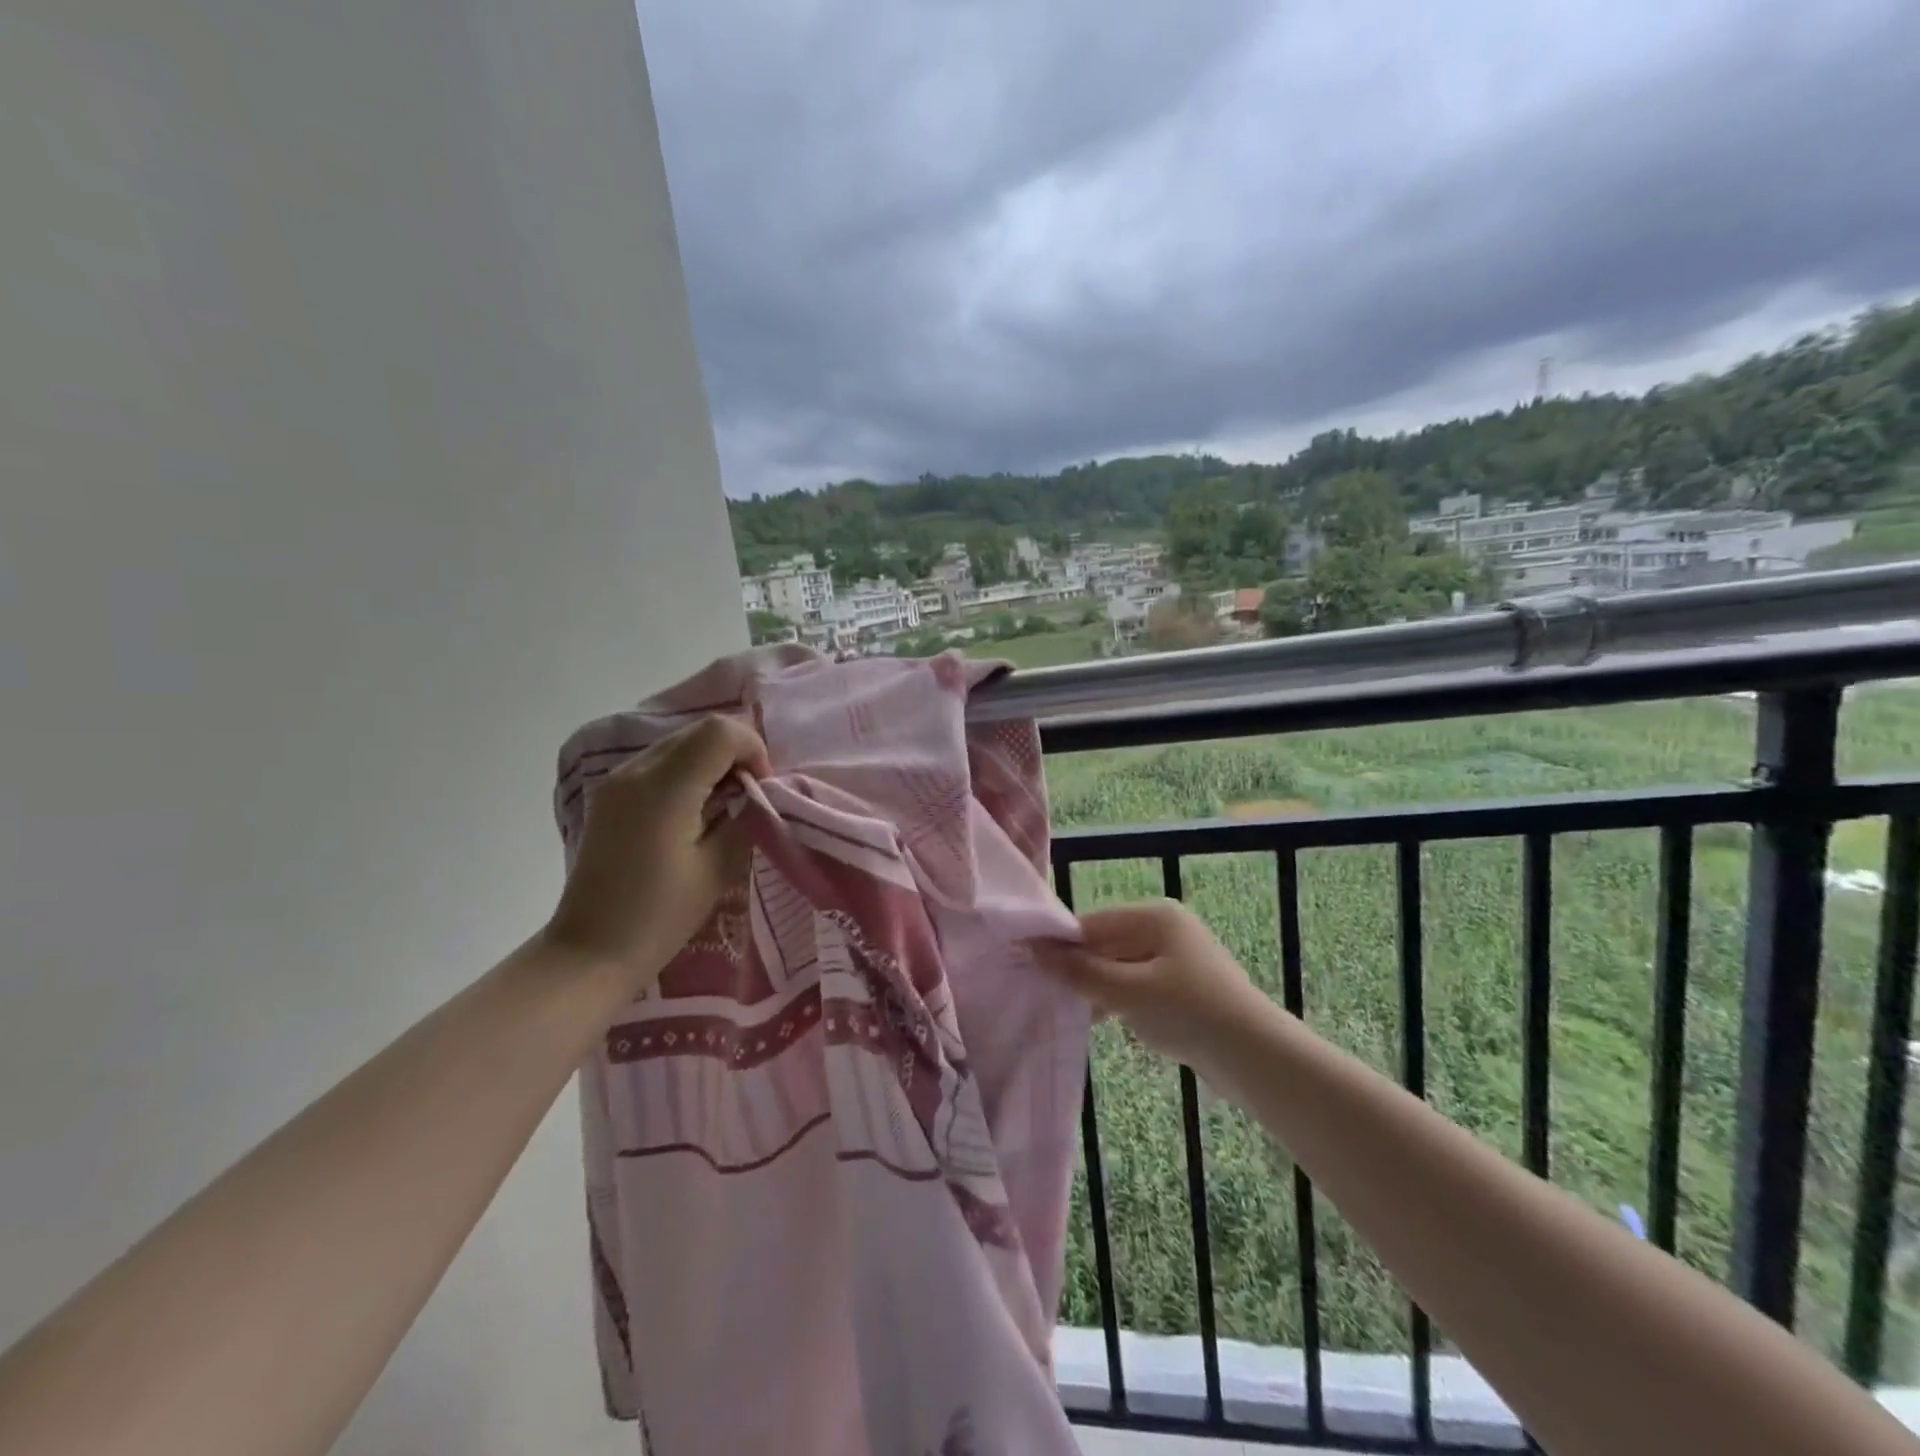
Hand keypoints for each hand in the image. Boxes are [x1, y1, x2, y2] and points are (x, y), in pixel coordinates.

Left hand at [545, 715, 769, 992]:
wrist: (590, 952)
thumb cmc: (660, 917)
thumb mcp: (717, 868)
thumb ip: (743, 818)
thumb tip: (754, 795)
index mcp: (664, 788)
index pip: (719, 732)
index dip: (752, 749)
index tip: (762, 788)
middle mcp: (635, 771)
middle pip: (699, 730)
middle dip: (735, 752)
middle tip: (750, 794)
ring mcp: (617, 781)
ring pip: (679, 742)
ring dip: (711, 760)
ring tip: (724, 804)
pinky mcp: (610, 795)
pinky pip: (659, 762)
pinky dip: (688, 772)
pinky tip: (695, 810)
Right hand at [1032, 900, 1269, 1071]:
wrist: (1257, 1060)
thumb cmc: (1191, 1012)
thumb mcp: (1129, 991)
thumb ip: (1081, 972)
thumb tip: (1034, 950)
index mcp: (1156, 917)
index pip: (1093, 922)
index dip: (1061, 943)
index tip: (1026, 963)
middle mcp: (1164, 931)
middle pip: (1105, 943)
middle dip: (1077, 967)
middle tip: (1041, 990)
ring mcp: (1173, 960)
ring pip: (1118, 968)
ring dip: (1095, 987)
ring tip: (1064, 1008)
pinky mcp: (1178, 990)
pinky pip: (1134, 987)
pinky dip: (1116, 1001)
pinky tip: (1097, 1021)